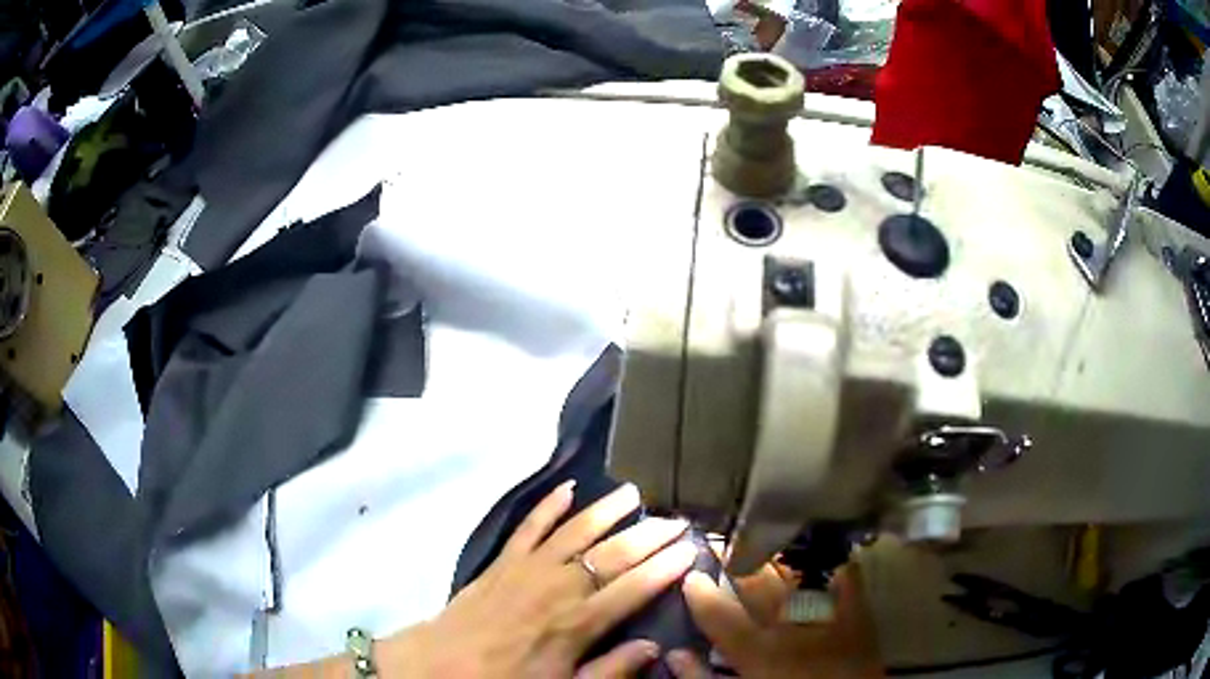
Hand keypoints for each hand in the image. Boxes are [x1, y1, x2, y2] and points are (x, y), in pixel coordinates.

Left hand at [385, 481, 696, 677]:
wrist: (440, 666)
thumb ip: (610, 670)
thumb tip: (653, 647)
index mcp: (577, 622)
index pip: (634, 588)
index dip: (666, 568)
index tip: (692, 550)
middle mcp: (558, 586)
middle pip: (612, 553)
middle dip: (649, 535)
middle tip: (678, 519)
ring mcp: (527, 567)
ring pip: (575, 530)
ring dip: (606, 510)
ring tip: (634, 492)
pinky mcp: (502, 560)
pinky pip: (529, 526)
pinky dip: (548, 505)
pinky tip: (567, 488)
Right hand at [666, 563, 882, 678]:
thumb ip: (702, 678)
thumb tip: (675, 654)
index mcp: (759, 651)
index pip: (720, 613)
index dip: (700, 592)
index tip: (691, 575)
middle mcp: (791, 625)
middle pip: (757, 584)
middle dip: (735, 560)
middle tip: (720, 543)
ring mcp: (828, 613)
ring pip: (795, 572)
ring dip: (774, 555)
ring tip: (759, 540)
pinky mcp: (858, 610)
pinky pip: (843, 572)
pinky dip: (827, 558)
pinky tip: (815, 547)